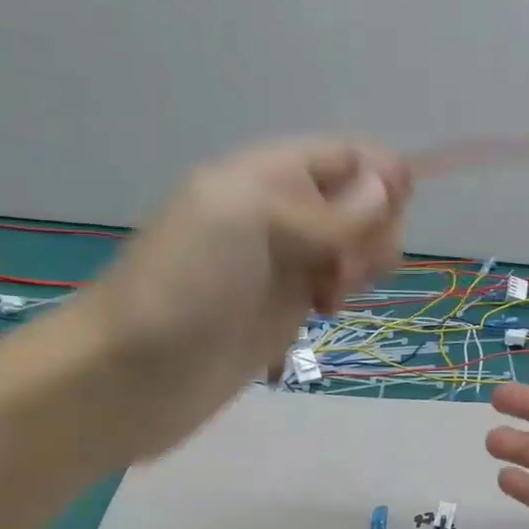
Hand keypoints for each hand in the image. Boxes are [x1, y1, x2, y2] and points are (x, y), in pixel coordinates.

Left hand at [69, 138, 409, 456]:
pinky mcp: (290, 305)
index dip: (380, 175)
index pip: (347, 155)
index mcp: (267, 174)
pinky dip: (348, 290)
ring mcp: (288, 261)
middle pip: (362, 200)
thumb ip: (323, 207)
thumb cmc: (184, 284)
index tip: (394, 210)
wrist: (135, 373)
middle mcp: (283, 210)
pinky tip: (326, 310)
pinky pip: (340, 282)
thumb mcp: (247, 220)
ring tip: (332, 294)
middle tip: (344, 266)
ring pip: (358, 243)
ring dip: (364, 262)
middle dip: (373, 227)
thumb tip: (388, 186)